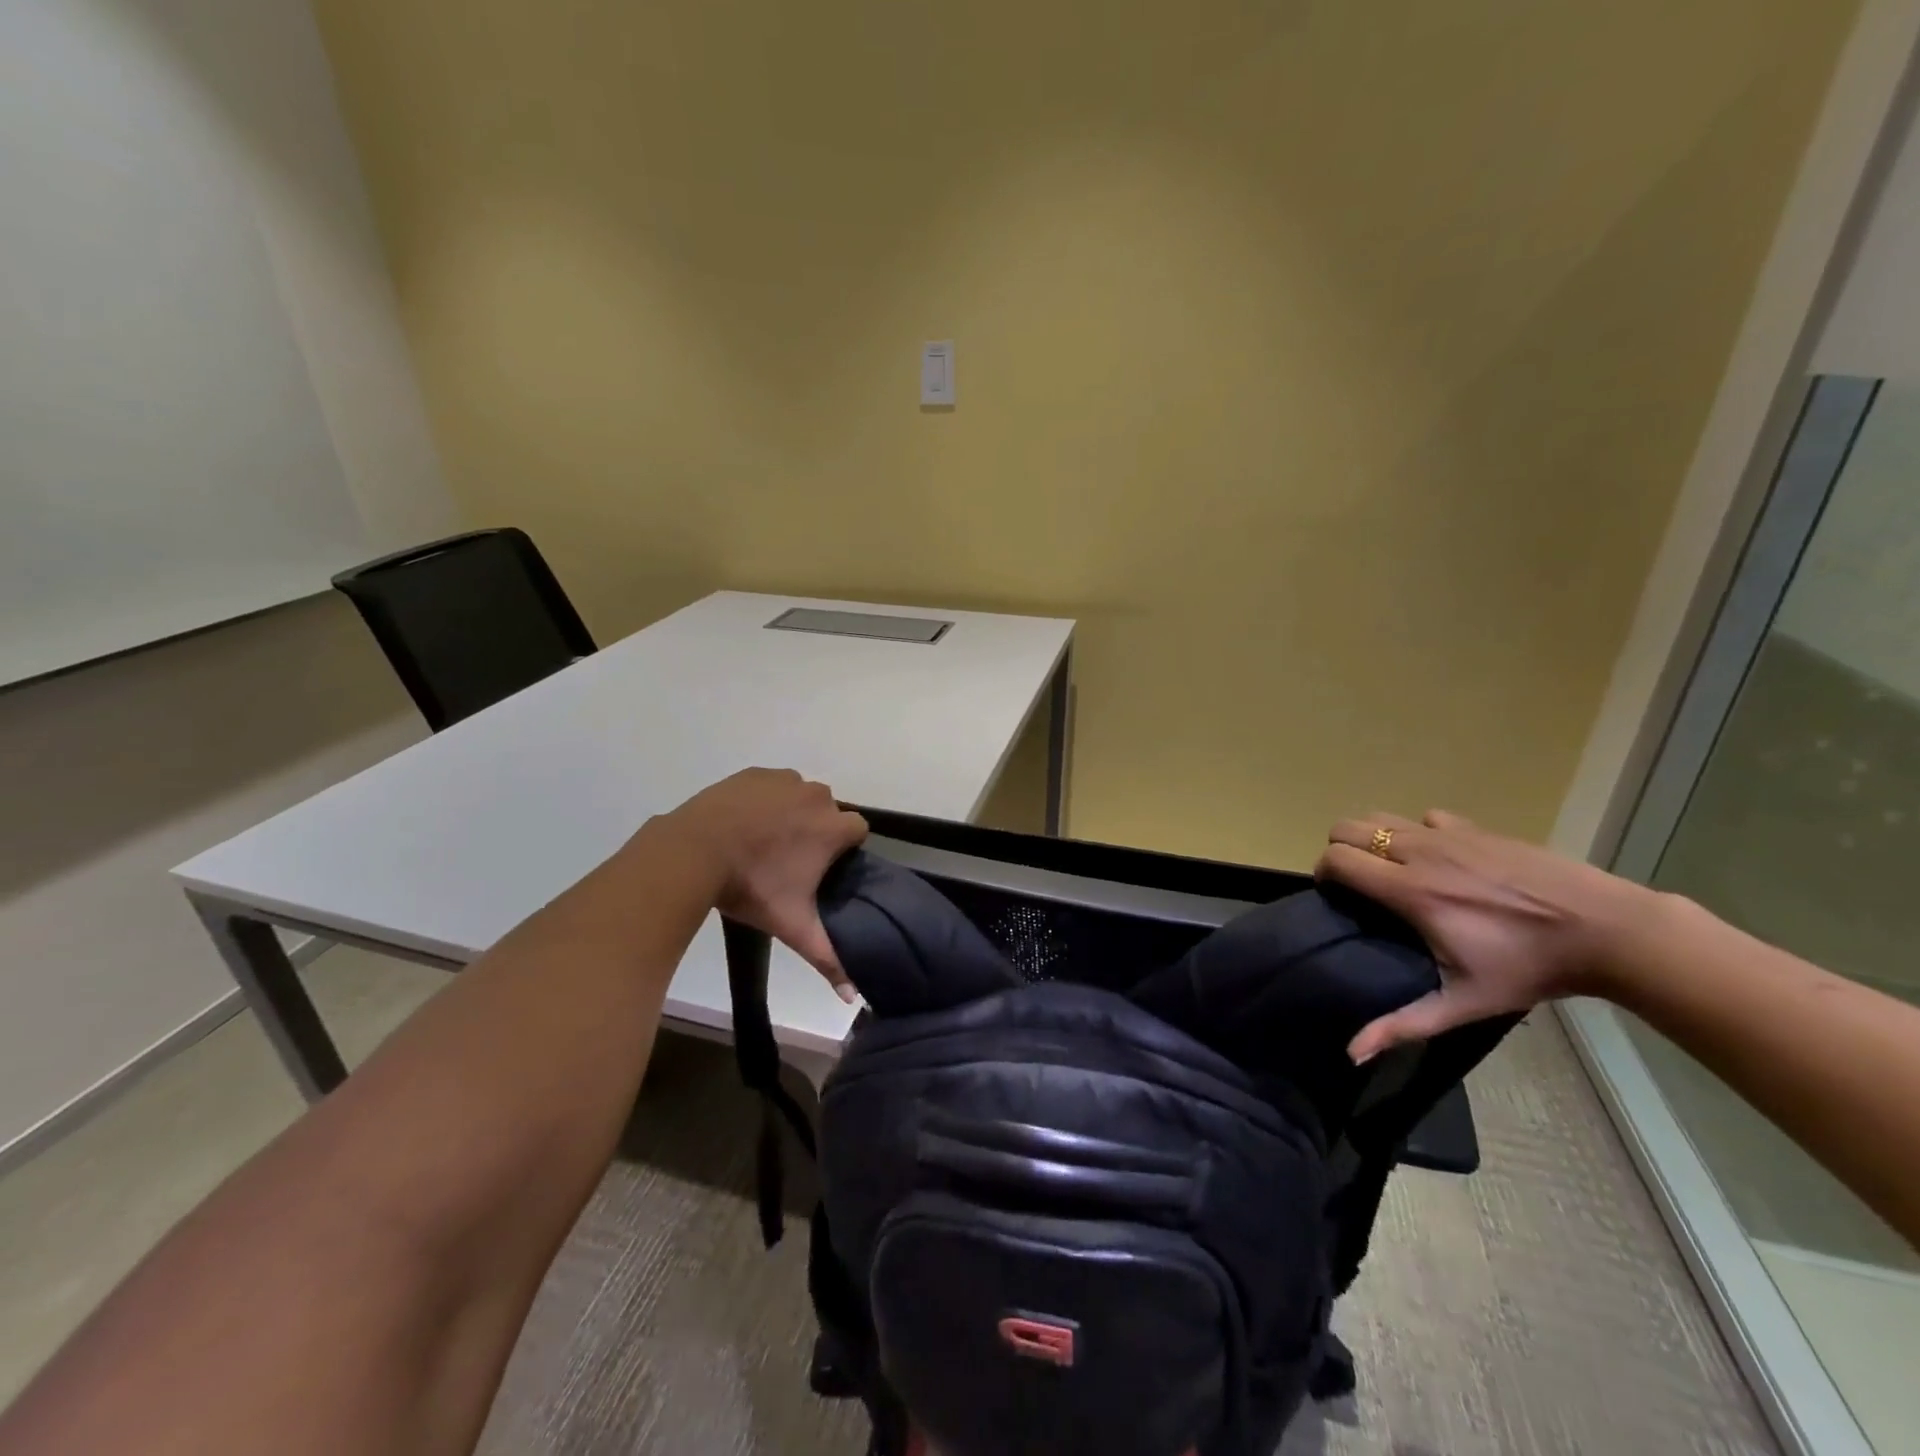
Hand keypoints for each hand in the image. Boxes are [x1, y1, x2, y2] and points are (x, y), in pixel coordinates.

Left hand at [661, 768, 868, 998]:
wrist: (695, 849)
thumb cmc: (751, 887)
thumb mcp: (791, 925)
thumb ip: (826, 956)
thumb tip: (853, 997)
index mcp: (833, 827)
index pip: (858, 831)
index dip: (843, 850)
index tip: (821, 869)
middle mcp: (817, 796)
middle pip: (829, 812)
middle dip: (816, 831)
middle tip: (788, 861)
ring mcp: (784, 780)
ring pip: (801, 796)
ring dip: (791, 813)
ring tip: (763, 842)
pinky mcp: (755, 773)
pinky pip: (772, 785)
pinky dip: (765, 800)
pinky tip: (744, 823)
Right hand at [1317, 810, 1655, 1062]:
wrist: (1607, 930)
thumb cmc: (1530, 968)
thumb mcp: (1465, 1002)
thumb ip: (1404, 1023)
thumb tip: (1351, 1052)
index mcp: (1409, 890)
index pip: (1337, 858)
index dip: (1324, 873)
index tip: (1335, 896)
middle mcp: (1420, 852)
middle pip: (1348, 827)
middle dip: (1341, 850)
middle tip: (1358, 882)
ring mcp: (1449, 834)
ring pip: (1381, 816)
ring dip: (1374, 838)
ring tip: (1390, 869)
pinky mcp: (1476, 827)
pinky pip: (1426, 818)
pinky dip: (1419, 832)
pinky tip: (1439, 860)